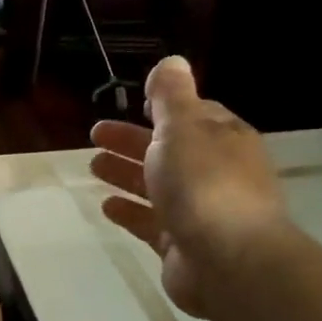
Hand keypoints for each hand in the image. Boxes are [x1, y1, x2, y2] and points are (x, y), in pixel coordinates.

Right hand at [89, 56, 291, 316]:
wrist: (228, 259)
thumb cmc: (204, 183)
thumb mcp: (183, 127)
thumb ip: (171, 96)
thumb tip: (172, 62)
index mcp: (223, 139)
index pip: (194, 115)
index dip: (164, 108)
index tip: (135, 102)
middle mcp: (215, 172)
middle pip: (168, 150)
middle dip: (132, 140)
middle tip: (95, 134)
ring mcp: (199, 210)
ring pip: (156, 185)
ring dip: (126, 174)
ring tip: (93, 166)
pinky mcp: (181, 244)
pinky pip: (149, 221)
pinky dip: (129, 211)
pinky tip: (107, 206)